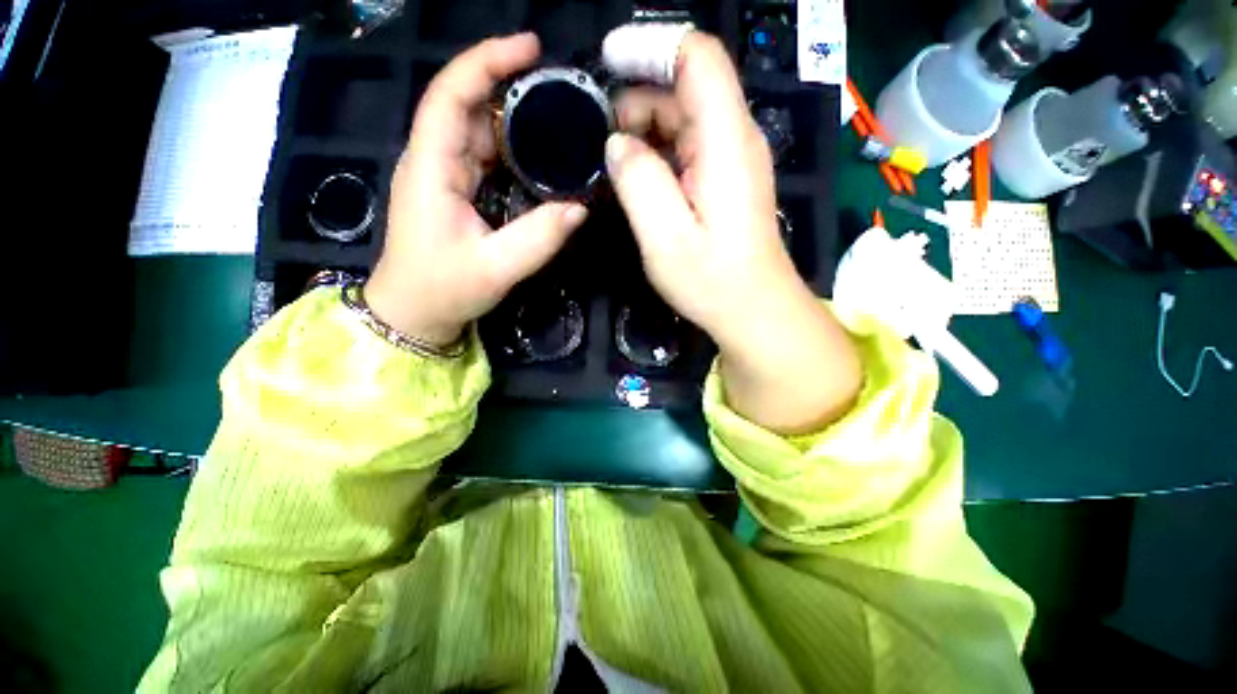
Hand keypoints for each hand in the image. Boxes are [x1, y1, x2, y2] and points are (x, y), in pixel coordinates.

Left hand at [366, 34, 588, 346]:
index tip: (530, 48)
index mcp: (432, 168)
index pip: (451, 95)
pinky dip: (513, 150)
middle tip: (561, 91)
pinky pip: (485, 157)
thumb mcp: (496, 268)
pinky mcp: (455, 191)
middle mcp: (434, 161)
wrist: (414, 313)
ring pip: (479, 131)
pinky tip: (540, 155)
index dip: (486, 61)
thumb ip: (539, 238)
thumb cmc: (443, 290)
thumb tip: (581, 208)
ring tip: (558, 117)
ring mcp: (444, 175)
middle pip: (469, 105)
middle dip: (511, 87)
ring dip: (515, 120)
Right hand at [606, 32, 861, 432]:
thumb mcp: (665, 235)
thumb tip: (618, 144)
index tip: (609, 64)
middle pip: (688, 87)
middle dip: (639, 99)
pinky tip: (639, 178)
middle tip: (600, 138)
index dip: (652, 47)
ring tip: (614, 162)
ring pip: (686, 118)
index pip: (698, 58)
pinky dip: (660, 152)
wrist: (753, 309)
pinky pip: (691, 147)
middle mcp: (736, 139)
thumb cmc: (712, 279)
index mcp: (726, 141)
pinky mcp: (726, 181)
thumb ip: (638, 180)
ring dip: (646, 129)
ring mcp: (733, 160)